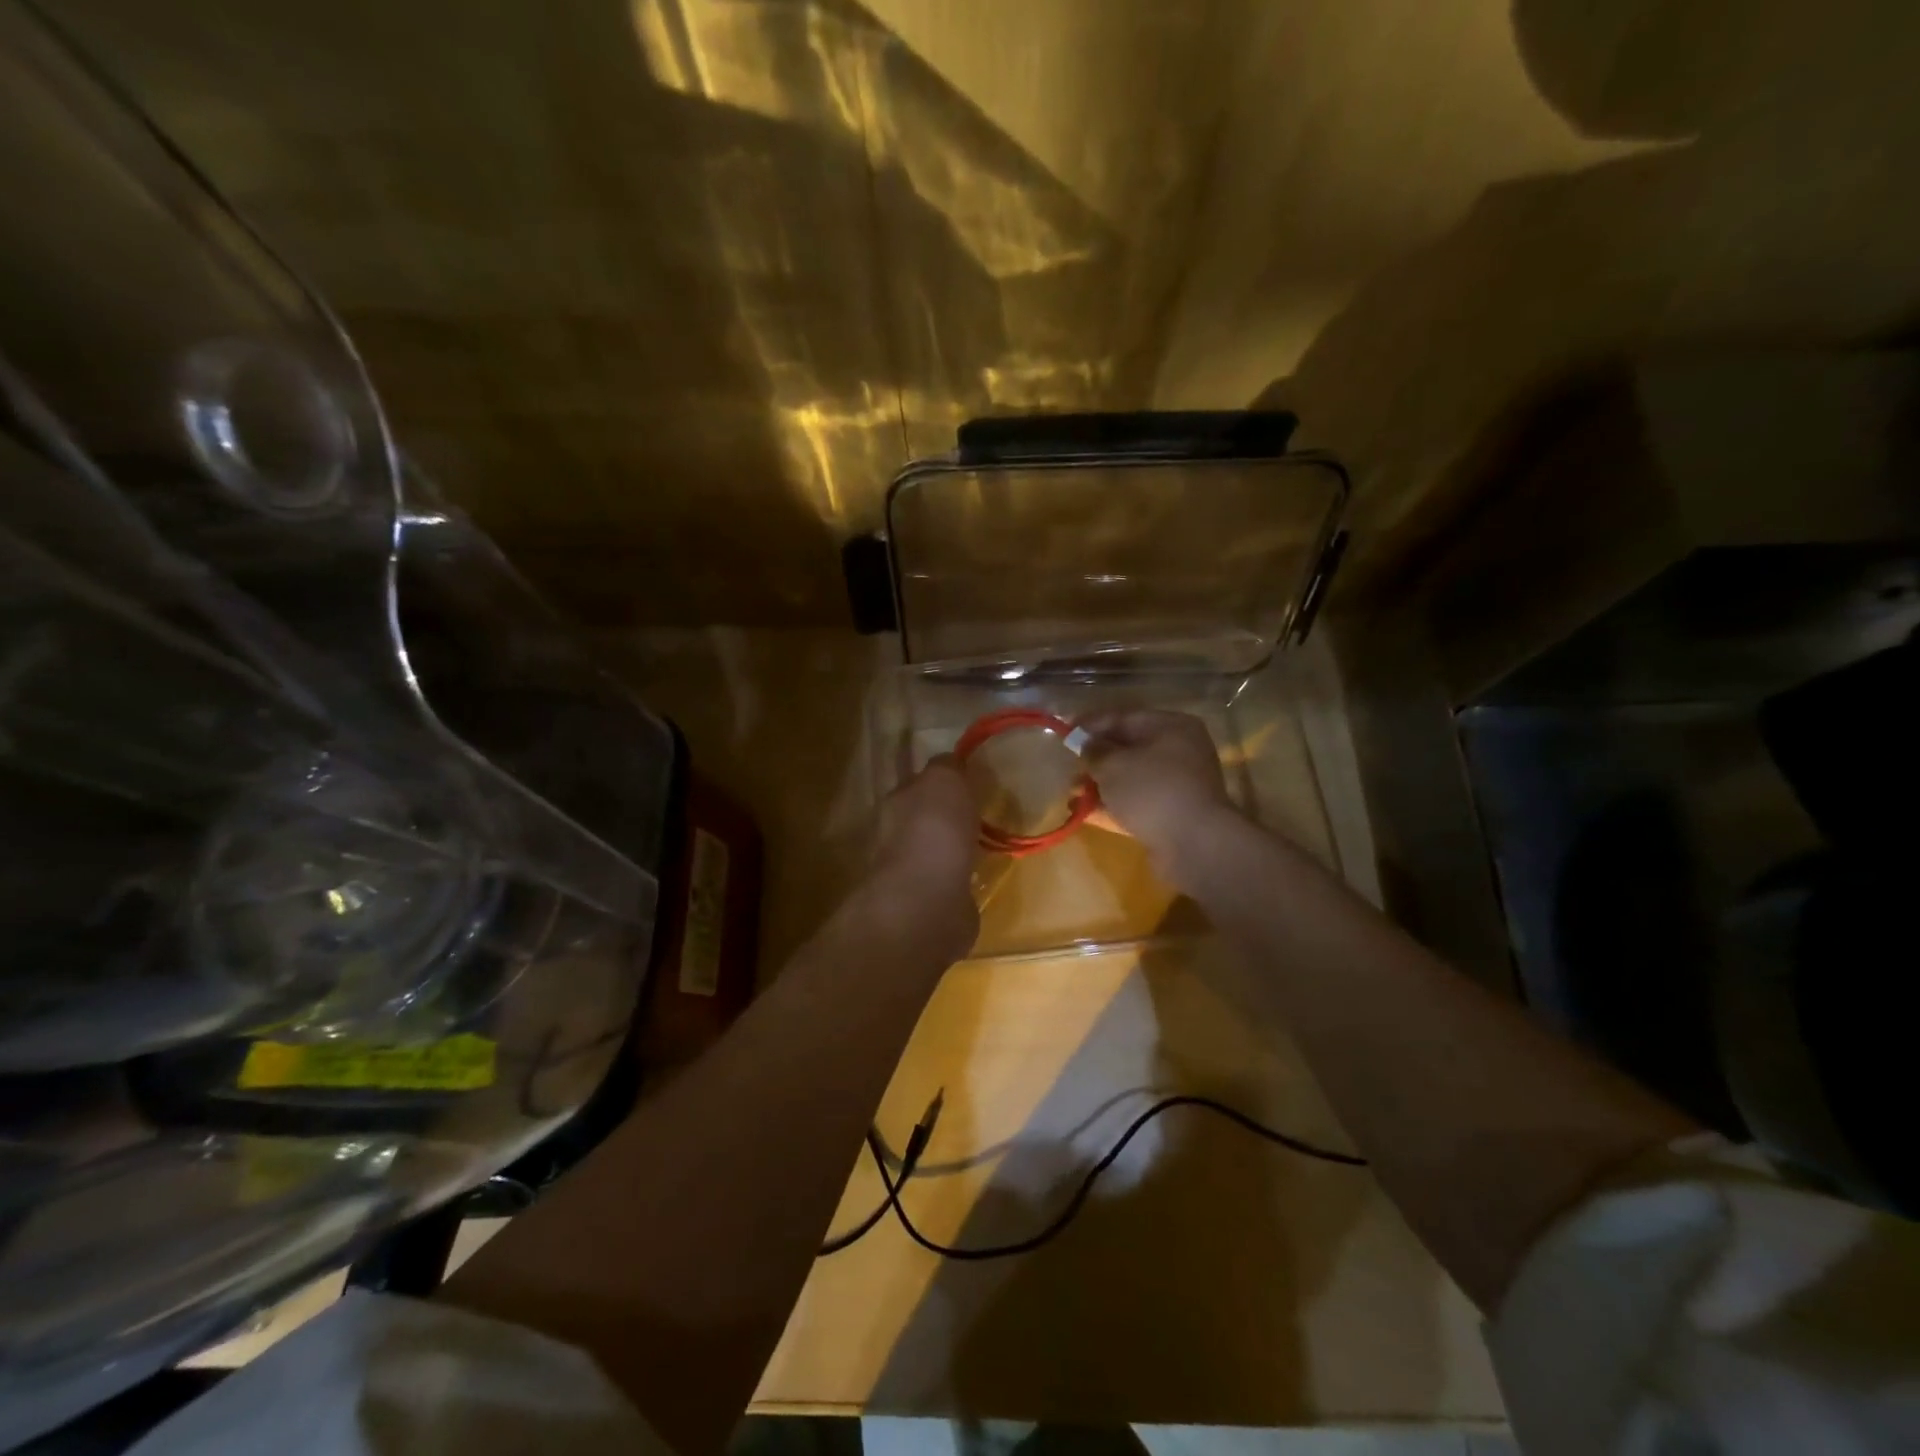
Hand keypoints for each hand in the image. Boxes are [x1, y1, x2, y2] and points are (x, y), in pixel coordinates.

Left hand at [872, 755, 979, 951]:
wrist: (928, 901)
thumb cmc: (933, 830)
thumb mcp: (943, 780)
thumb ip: (947, 766)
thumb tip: (953, 763)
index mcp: (898, 801)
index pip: (917, 780)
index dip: (939, 776)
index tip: (966, 773)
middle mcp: (899, 834)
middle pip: (926, 815)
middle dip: (947, 811)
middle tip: (982, 804)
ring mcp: (915, 871)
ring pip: (939, 847)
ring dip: (958, 844)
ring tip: (990, 838)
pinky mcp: (935, 901)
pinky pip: (954, 878)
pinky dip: (967, 874)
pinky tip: (987, 871)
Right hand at [1079, 710, 1236, 887]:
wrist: (1194, 844)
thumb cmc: (1151, 790)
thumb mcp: (1113, 764)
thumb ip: (1093, 750)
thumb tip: (1085, 744)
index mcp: (1171, 727)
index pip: (1124, 717)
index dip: (1091, 724)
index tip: (1064, 732)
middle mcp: (1179, 751)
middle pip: (1128, 748)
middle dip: (1095, 759)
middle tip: (1068, 767)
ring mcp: (1178, 785)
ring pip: (1131, 778)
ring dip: (1101, 785)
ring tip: (1072, 793)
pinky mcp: (1172, 814)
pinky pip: (1136, 803)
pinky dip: (1112, 806)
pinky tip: (1084, 813)